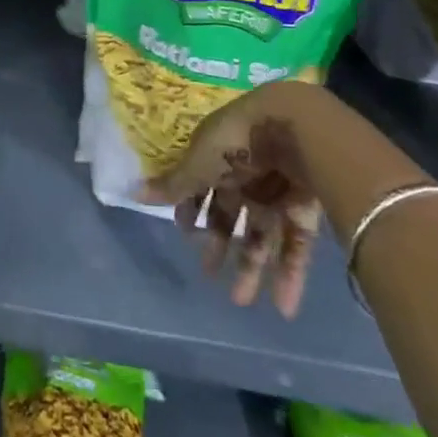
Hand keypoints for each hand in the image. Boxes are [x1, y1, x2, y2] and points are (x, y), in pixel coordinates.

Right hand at [141, 83, 323, 317]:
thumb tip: (133, 192)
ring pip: (261, 233)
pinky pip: (294, 244)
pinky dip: (290, 274)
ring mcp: (276, 191)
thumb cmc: (234, 143)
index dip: (192, 207)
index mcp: (218, 154)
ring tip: (241, 301)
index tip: (184, 231)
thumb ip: (173, 185)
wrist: (292, 131)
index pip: (202, 183)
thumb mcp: (198, 164)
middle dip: (219, 242)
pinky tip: (283, 305)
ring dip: (251, 266)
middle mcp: (246, 173)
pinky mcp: (304, 209)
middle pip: (230, 212)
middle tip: (209, 274)